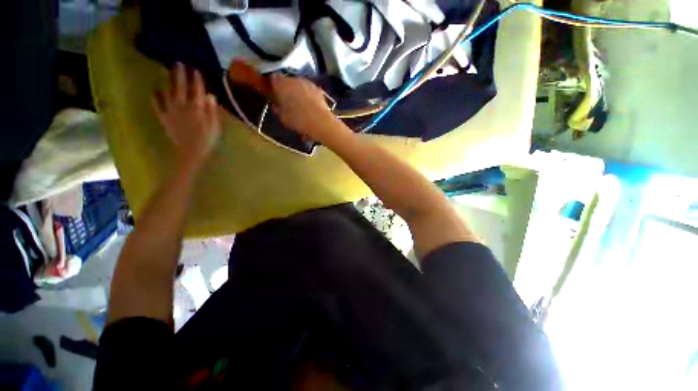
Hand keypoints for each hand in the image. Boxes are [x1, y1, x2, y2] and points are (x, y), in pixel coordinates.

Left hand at [152, 63, 220, 172]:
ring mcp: (171, 111)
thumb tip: (210, 96)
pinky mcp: (164, 118)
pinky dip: (155, 97)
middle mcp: (182, 106)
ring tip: (166, 72)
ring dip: (167, 81)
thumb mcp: (215, 127)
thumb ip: (212, 111)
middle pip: (180, 87)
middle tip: (178, 63)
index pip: (197, 90)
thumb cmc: (206, 140)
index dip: (196, 79)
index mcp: (197, 109)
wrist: (190, 153)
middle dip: (179, 74)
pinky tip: (154, 91)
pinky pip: (157, 105)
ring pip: (167, 92)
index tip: (195, 69)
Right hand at [270, 73, 350, 144]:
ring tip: (300, 104)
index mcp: (283, 85)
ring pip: (300, 85)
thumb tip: (276, 106)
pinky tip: (310, 106)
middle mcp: (295, 80)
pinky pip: (309, 91)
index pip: (274, 78)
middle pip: (288, 81)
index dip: (274, 86)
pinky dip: (308, 96)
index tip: (274, 94)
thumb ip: (278, 110)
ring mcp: (308, 83)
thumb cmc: (299, 120)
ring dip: (298, 92)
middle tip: (287, 101)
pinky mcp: (319, 90)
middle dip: (287, 89)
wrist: (321, 122)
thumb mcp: (283, 118)